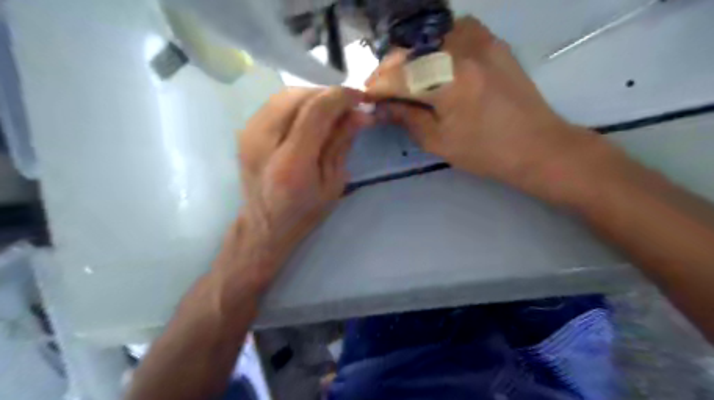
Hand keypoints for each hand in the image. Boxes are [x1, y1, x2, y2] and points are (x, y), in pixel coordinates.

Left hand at [215, 87, 370, 293]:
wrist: (264, 225)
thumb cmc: (304, 212)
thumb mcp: (333, 183)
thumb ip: (342, 143)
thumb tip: (360, 113)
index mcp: (291, 163)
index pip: (316, 111)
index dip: (341, 97)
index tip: (360, 97)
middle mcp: (264, 142)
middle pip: (299, 96)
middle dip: (328, 94)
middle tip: (347, 106)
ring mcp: (249, 134)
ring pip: (285, 95)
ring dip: (313, 96)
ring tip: (331, 110)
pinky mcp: (245, 131)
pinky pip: (275, 103)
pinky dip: (298, 102)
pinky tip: (310, 115)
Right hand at [364, 16, 595, 187]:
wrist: (536, 145)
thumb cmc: (485, 152)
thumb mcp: (438, 142)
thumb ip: (406, 118)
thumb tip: (381, 106)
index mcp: (449, 81)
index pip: (399, 75)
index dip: (378, 86)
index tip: (366, 97)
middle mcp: (463, 50)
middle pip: (411, 49)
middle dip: (390, 69)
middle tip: (381, 89)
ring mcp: (481, 40)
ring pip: (429, 35)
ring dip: (411, 55)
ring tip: (405, 77)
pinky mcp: (492, 40)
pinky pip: (453, 31)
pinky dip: (435, 44)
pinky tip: (433, 63)